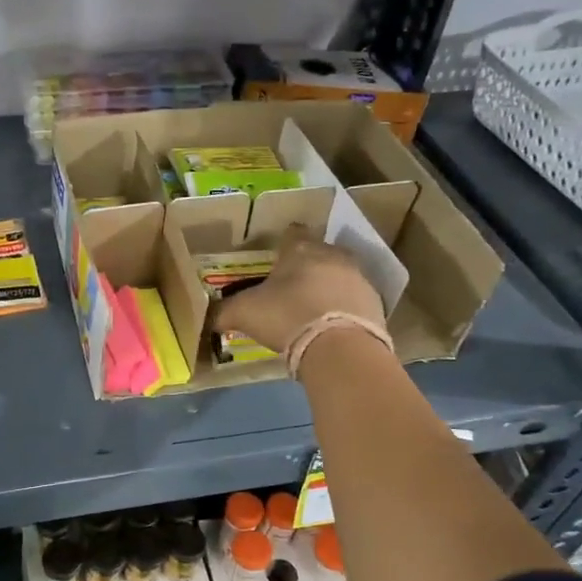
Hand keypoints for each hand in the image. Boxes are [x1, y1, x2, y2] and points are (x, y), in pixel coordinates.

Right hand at [214, 227, 384, 354]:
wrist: (339, 347)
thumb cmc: (286, 316)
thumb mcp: (244, 313)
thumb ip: (223, 312)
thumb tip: (207, 316)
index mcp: (300, 249)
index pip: (292, 233)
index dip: (282, 243)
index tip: (274, 257)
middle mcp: (332, 255)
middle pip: (318, 252)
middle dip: (307, 264)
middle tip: (291, 284)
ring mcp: (358, 277)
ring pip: (339, 274)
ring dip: (328, 286)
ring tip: (312, 308)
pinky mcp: (374, 303)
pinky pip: (354, 299)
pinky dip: (343, 308)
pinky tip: (331, 325)